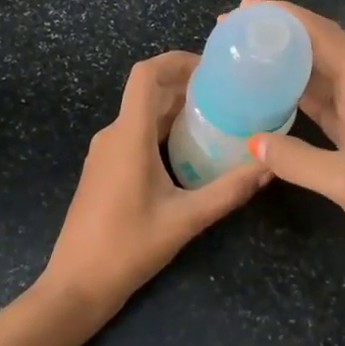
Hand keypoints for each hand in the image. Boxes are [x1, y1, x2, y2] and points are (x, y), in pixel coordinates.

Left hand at [38, 51, 266, 317]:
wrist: (76, 285)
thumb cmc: (127, 248)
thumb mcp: (185, 220)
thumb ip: (228, 191)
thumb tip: (268, 166)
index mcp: (128, 136)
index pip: (145, 74)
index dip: (176, 60)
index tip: (212, 67)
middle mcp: (112, 134)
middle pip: (148, 93)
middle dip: (186, 87)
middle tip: (229, 95)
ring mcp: (104, 152)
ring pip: (142, 114)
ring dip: (175, 110)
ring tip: (217, 119)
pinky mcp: (104, 169)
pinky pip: (135, 134)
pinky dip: (162, 130)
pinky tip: (190, 150)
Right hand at [242, 0, 344, 279]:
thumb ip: (296, 159)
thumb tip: (250, 142)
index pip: (323, 35)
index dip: (284, 17)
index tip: (245, 9)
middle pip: (320, 48)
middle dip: (280, 36)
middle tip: (235, 32)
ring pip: (321, 76)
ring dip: (286, 65)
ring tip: (246, 58)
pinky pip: (325, 104)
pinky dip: (298, 97)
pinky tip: (271, 99)